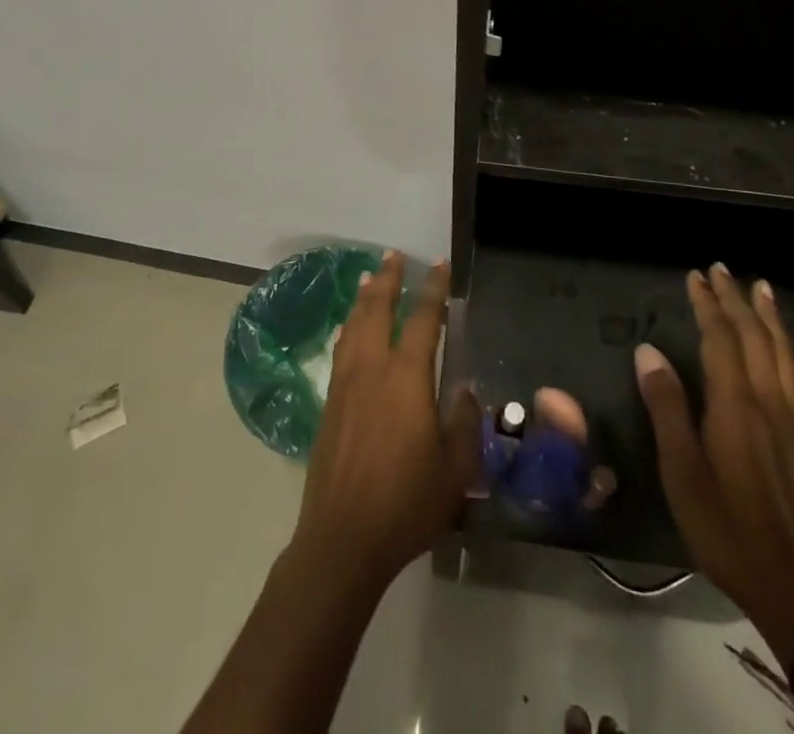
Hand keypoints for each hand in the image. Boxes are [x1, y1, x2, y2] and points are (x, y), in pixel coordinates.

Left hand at [289, 252, 479, 592]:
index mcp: (406, 377)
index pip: (422, 319)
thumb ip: (464, 423)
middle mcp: (372, 368)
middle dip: (388, 279)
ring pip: (354, 325)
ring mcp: (345, 384)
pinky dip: (349, 326)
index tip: (439, 264)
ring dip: (364, 297)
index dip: (433, 289)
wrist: (342, 538)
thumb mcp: (455, 470)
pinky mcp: (328, 404)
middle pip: (377, 310)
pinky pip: (341, 348)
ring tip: (370, 277)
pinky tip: (350, 328)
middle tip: (393, 255)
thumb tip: (464, 388)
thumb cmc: (406, 503)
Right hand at [635, 264, 793, 665]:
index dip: (708, 305)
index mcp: (735, 406)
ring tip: (761, 289)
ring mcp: (791, 420)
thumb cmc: (725, 526)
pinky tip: (782, 347)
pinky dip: (785, 346)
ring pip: (781, 353)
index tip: (695, 276)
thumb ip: (667, 407)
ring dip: (767, 316)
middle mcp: (768, 402)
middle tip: (722, 269)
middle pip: (754, 337)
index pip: (721, 339)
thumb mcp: (681, 470)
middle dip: (736, 300)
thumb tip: (648, 351)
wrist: (793, 585)